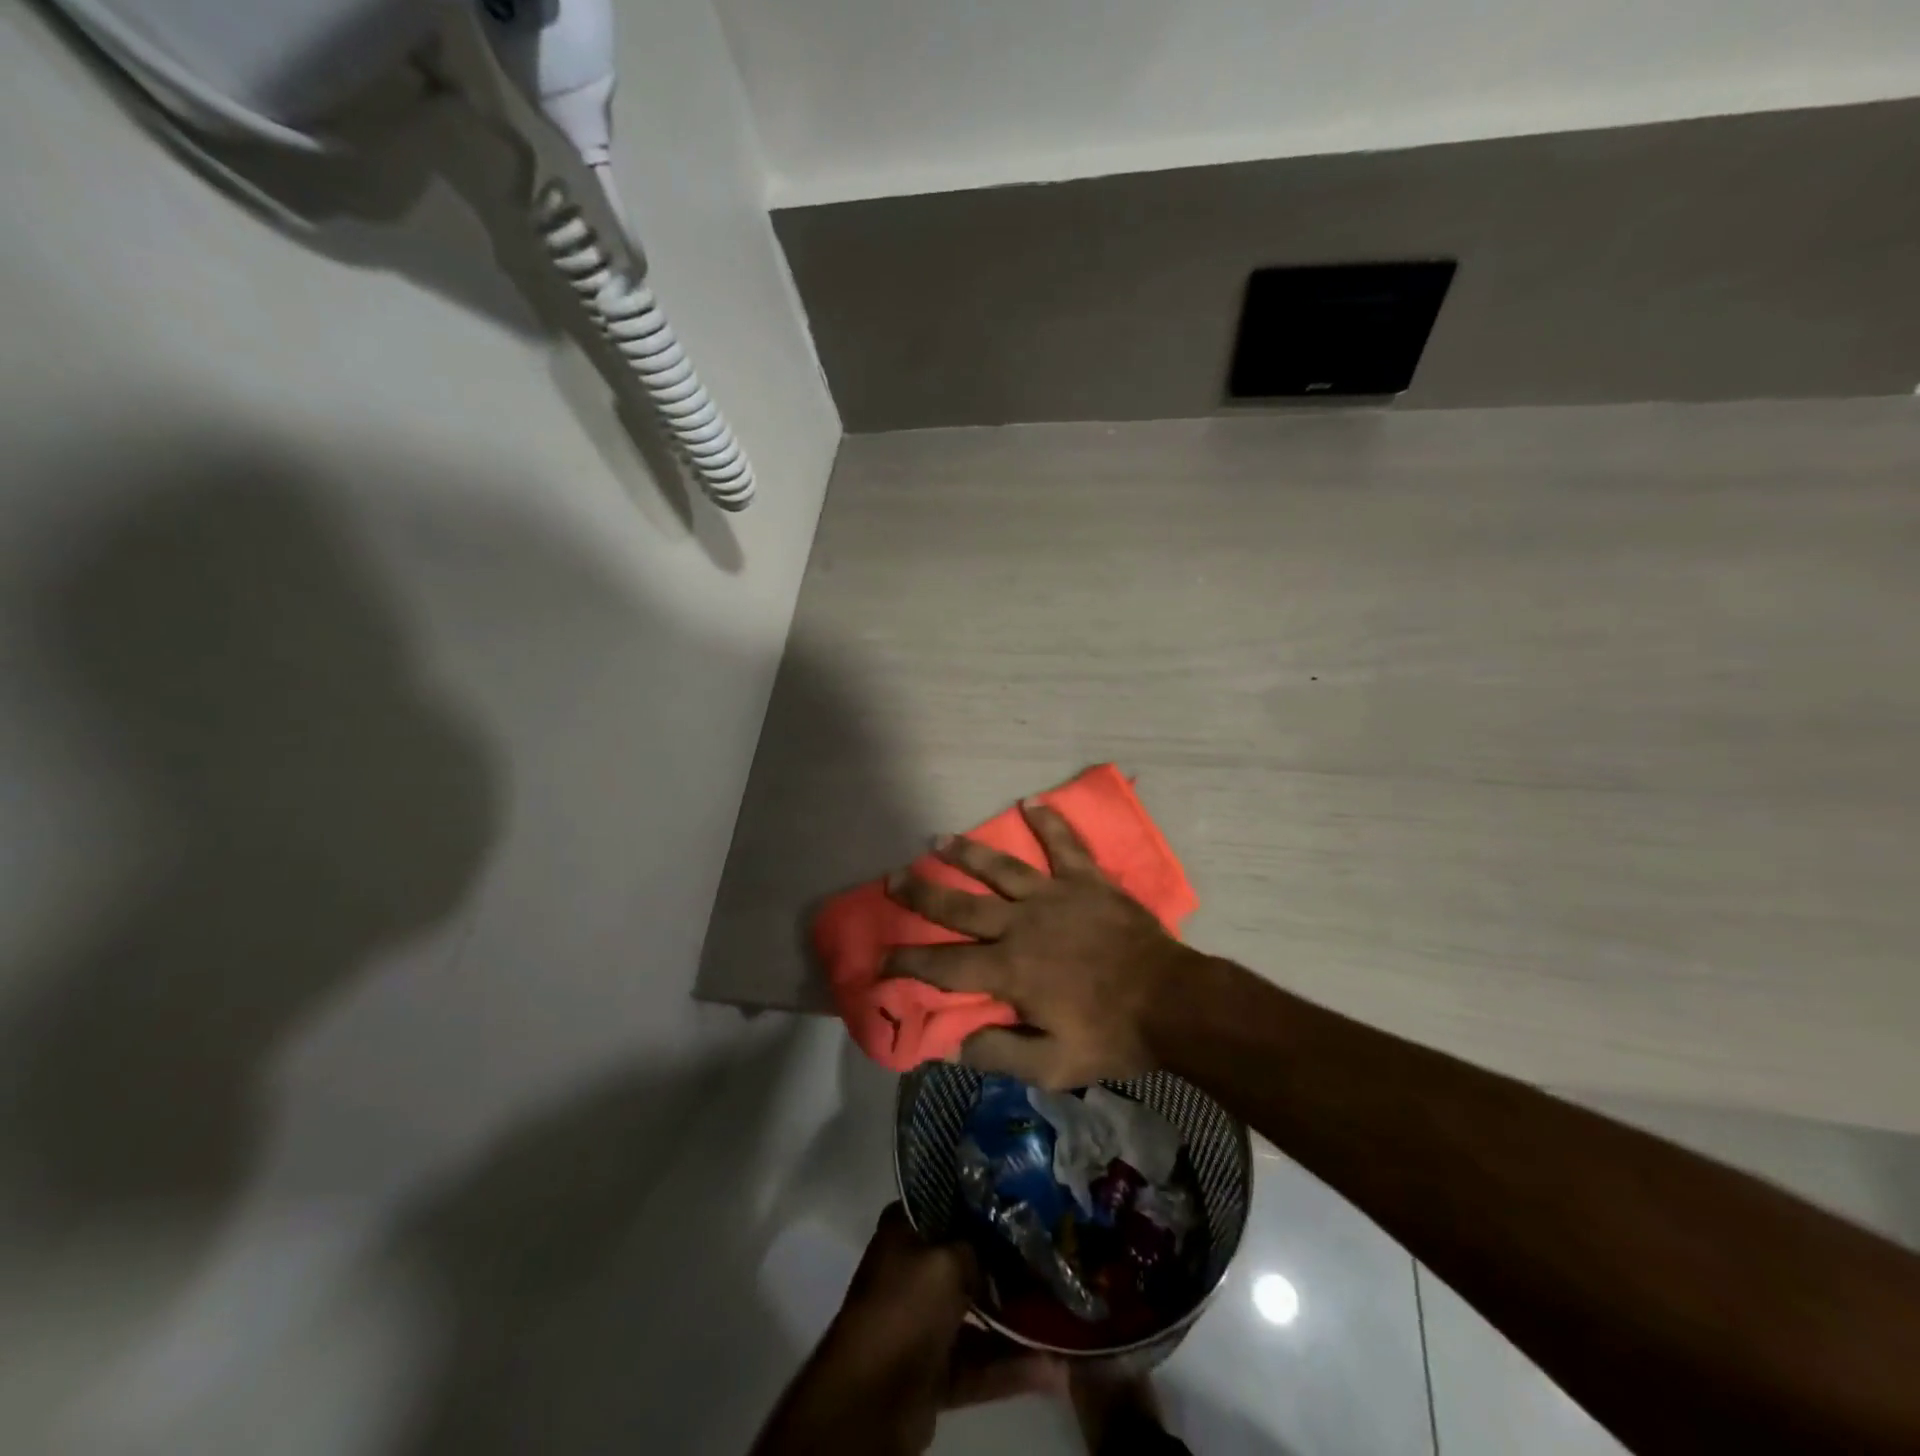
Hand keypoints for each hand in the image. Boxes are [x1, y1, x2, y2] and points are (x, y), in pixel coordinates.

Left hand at [755, 1206, 1061, 1454]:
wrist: (870, 1401)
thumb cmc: (905, 1308)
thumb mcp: (947, 1260)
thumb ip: (978, 1246)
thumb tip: (1005, 1241)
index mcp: (906, 1230)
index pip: (950, 1202)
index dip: (985, 1201)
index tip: (1026, 1199)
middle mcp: (914, 1268)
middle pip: (969, 1258)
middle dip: (1009, 1263)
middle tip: (1055, 1256)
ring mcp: (924, 1320)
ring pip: (978, 1313)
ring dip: (1017, 1320)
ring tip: (1064, 1316)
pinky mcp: (935, 1369)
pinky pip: (979, 1361)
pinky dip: (1011, 1366)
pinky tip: (1053, 1368)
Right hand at [883, 801, 1201, 1089]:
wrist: (1173, 1002)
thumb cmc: (1112, 1035)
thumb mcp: (1054, 1064)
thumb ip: (999, 1054)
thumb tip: (952, 1043)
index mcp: (1010, 970)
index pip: (945, 964)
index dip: (908, 961)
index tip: (881, 956)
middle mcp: (1022, 924)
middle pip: (961, 905)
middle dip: (923, 894)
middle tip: (893, 878)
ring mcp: (1055, 896)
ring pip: (1001, 867)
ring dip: (967, 853)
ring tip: (937, 840)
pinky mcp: (1086, 880)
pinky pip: (1064, 844)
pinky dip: (1049, 822)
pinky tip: (1030, 801)